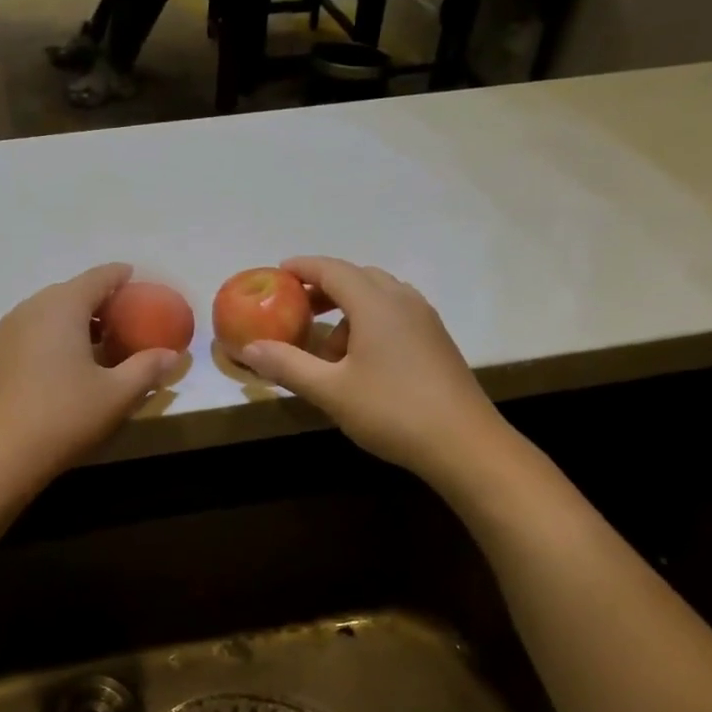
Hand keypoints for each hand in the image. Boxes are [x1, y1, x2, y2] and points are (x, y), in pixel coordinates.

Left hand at [0, 265, 181, 494]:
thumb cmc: (64, 417)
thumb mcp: (117, 395)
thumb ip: (147, 368)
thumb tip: (172, 355)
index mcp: (62, 306)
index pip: (98, 277)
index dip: (122, 276)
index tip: (140, 280)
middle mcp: (32, 308)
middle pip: (73, 291)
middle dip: (102, 301)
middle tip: (128, 319)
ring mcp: (9, 330)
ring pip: (51, 312)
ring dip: (79, 320)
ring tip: (103, 343)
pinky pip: (36, 330)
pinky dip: (58, 335)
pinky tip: (71, 363)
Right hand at [234, 257, 520, 495]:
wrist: (464, 444)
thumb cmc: (392, 410)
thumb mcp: (330, 390)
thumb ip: (287, 365)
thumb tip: (248, 349)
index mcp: (376, 304)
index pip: (332, 269)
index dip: (303, 267)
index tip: (278, 273)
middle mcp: (403, 301)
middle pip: (357, 278)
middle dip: (323, 288)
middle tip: (295, 309)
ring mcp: (424, 320)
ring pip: (378, 297)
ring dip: (347, 309)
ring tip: (325, 347)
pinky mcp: (436, 341)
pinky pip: (394, 316)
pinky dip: (368, 323)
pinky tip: (359, 361)